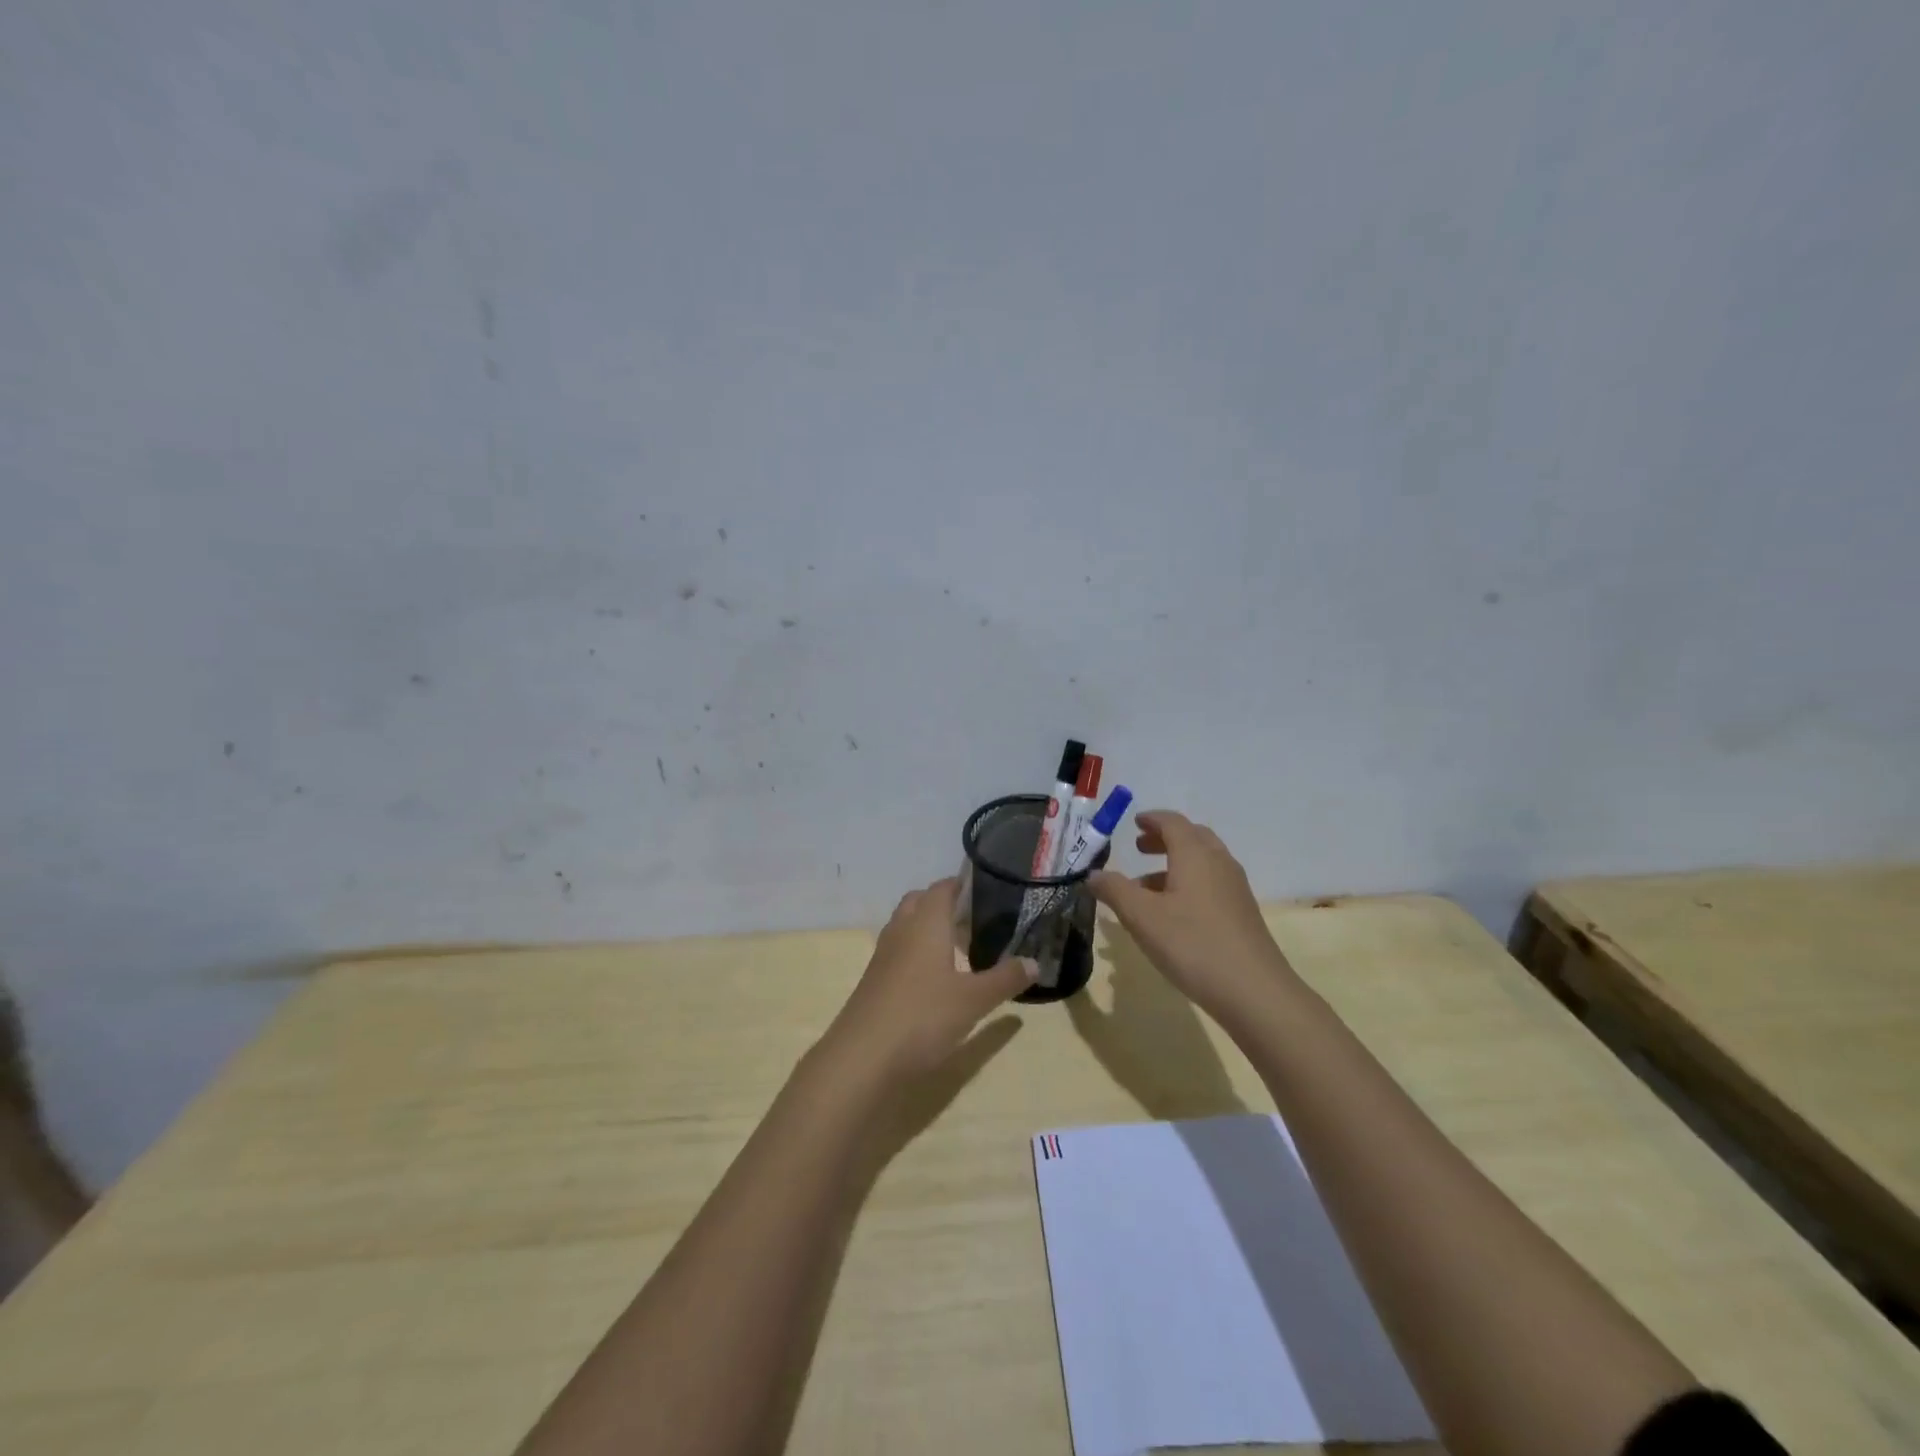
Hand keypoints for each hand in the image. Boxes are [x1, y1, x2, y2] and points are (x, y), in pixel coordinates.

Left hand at [826, 877, 1036, 1079]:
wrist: (862, 1058)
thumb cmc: (922, 1017)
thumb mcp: (973, 1000)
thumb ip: (1005, 979)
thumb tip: (1036, 963)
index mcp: (926, 923)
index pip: (942, 888)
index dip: (961, 884)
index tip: (984, 887)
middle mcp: (901, 931)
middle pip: (919, 902)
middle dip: (943, 903)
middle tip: (972, 918)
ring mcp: (883, 956)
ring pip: (905, 926)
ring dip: (927, 928)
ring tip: (957, 946)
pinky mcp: (874, 981)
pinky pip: (898, 951)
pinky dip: (916, 952)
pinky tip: (934, 978)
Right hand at [1090, 810, 1295, 1020]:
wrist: (1255, 992)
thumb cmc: (1193, 944)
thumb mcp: (1142, 917)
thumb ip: (1114, 890)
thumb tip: (1093, 875)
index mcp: (1195, 855)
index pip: (1173, 822)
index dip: (1152, 819)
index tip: (1134, 822)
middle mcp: (1219, 863)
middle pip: (1192, 837)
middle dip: (1164, 839)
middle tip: (1139, 848)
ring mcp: (1235, 889)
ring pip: (1203, 862)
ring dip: (1175, 864)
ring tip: (1146, 887)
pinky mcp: (1242, 913)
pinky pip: (1211, 883)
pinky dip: (1188, 883)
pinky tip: (1172, 913)